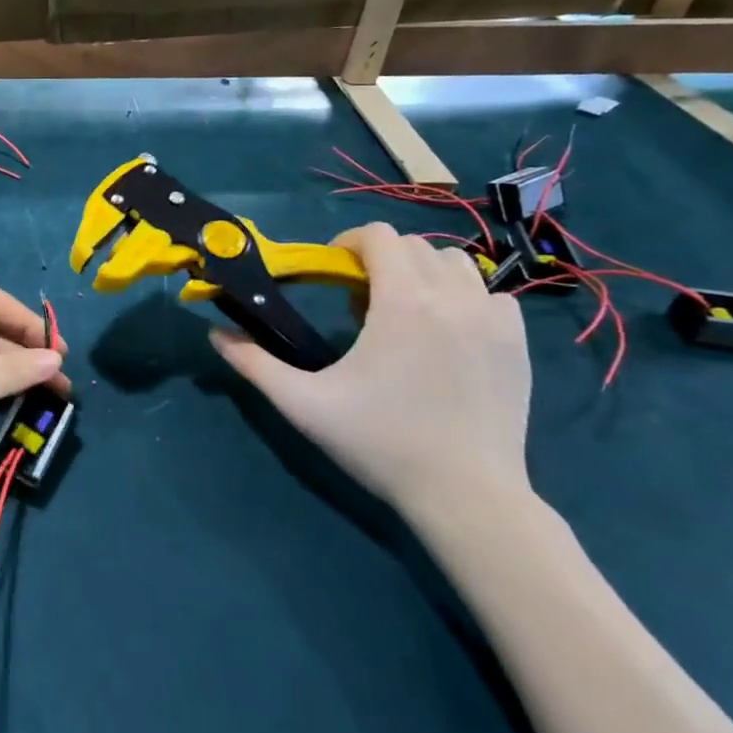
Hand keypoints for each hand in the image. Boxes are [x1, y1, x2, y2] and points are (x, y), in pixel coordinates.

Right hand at [212, 222, 531, 523]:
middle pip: (414, 245)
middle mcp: (453, 297)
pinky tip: (447, 333)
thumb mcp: (303, 404)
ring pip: (456, 264)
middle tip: (359, 301)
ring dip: (423, 274)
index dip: (349, 243)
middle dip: (382, 260)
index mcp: (402, 302)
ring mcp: (493, 320)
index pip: (379, 236)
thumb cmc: (379, 444)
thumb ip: (254, 364)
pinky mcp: (518, 344)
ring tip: (404, 312)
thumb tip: (215, 334)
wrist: (467, 497)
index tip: (333, 272)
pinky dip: (465, 299)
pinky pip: (491, 296)